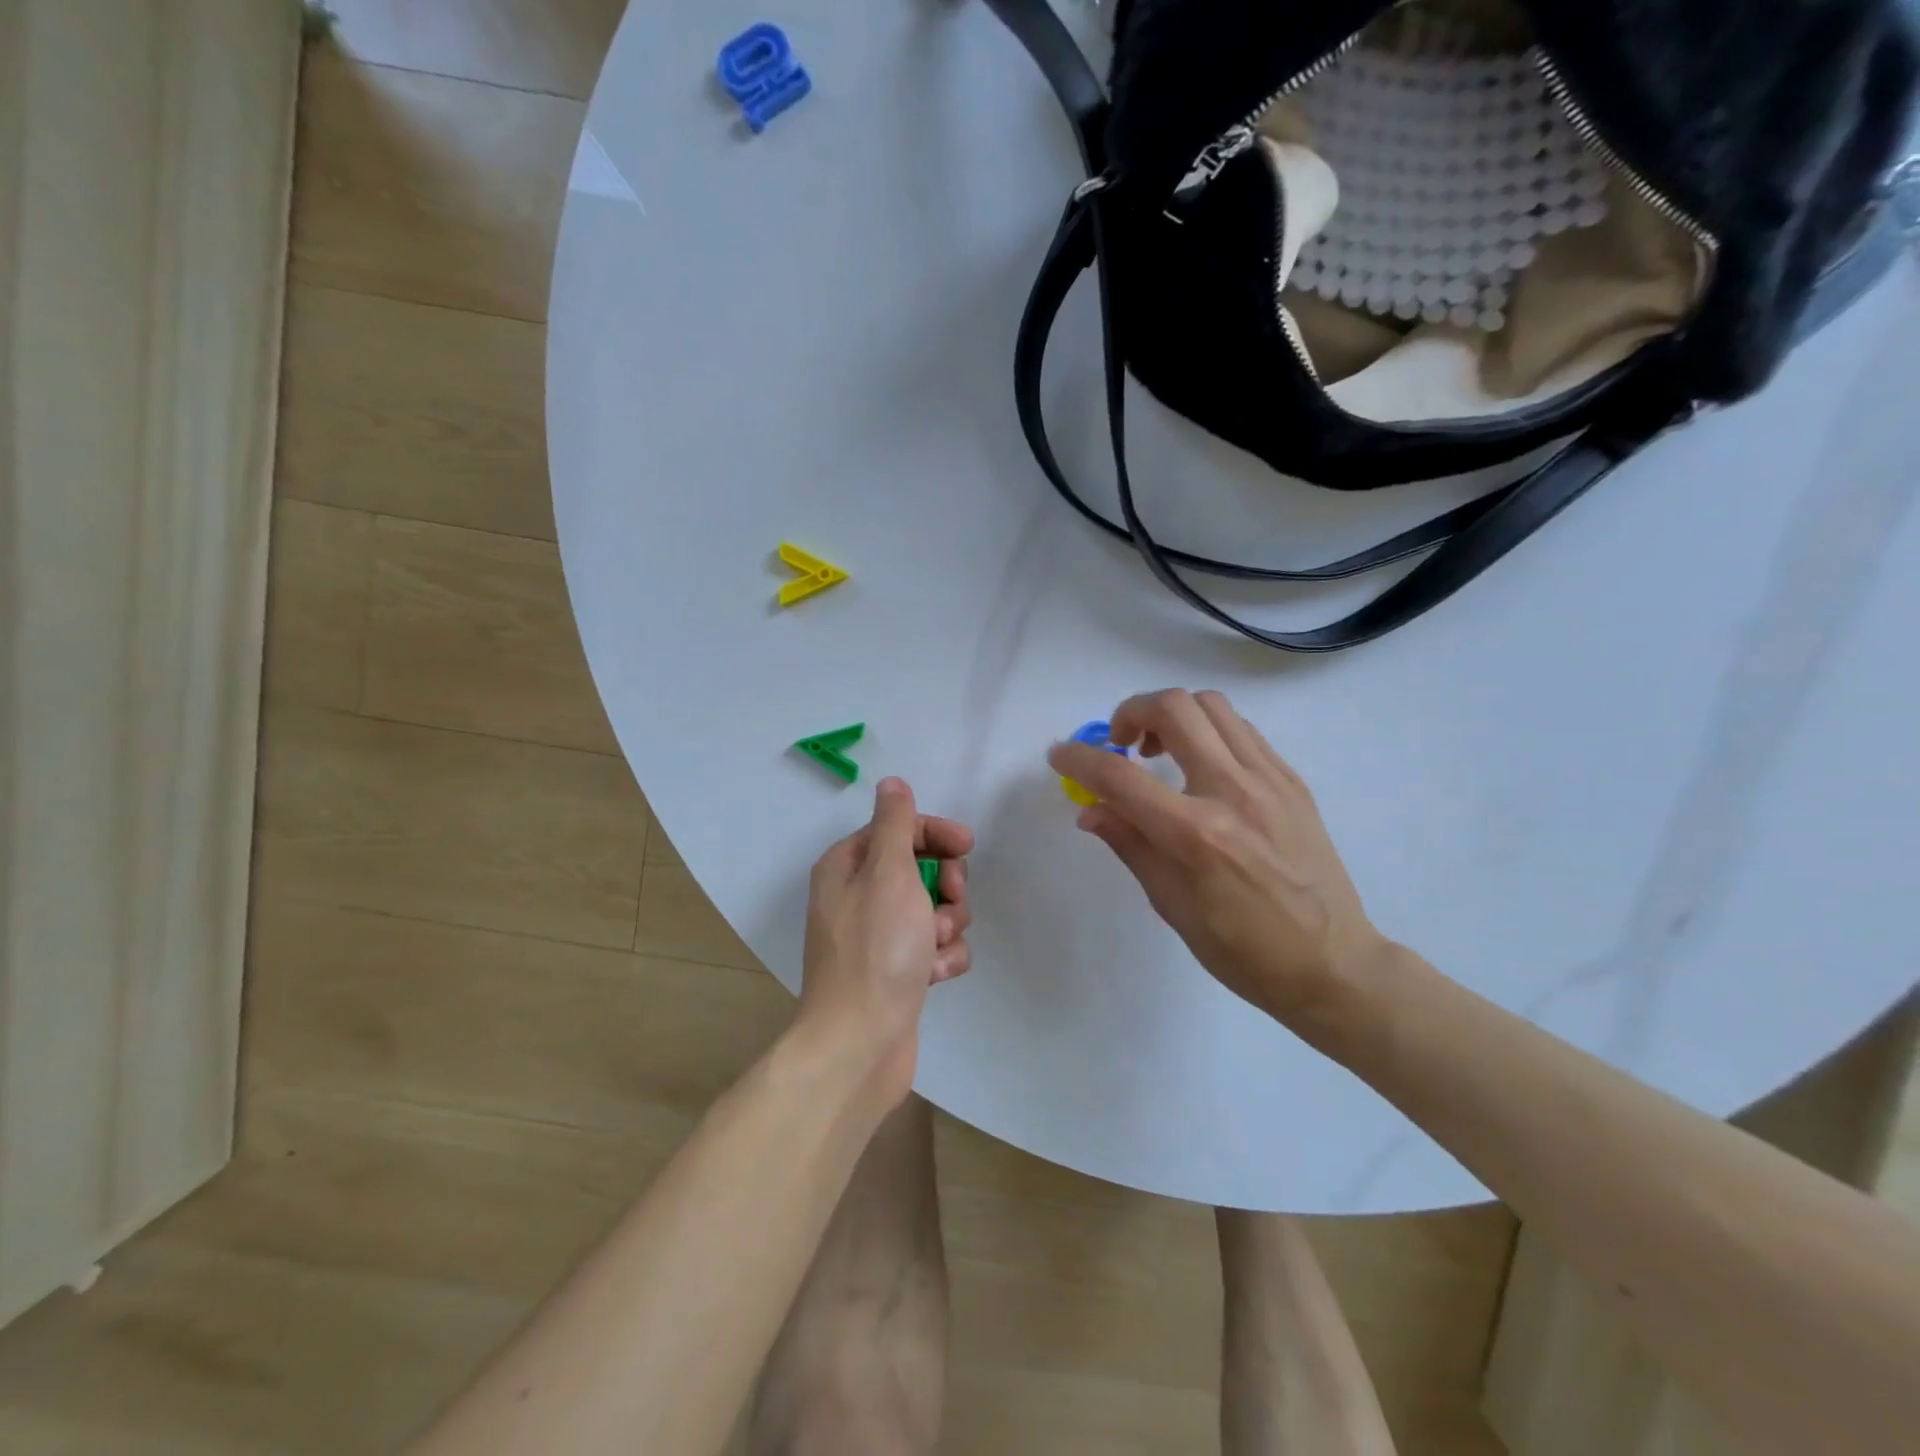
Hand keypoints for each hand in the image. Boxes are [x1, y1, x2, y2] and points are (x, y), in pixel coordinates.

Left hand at [798, 777, 973, 1110]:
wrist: (861, 1043)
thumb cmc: (876, 949)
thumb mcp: (888, 873)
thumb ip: (896, 824)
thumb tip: (892, 783)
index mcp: (848, 867)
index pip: (899, 829)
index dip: (935, 834)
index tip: (967, 847)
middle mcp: (858, 897)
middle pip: (920, 868)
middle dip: (945, 885)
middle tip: (948, 902)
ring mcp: (878, 936)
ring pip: (933, 909)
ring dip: (947, 924)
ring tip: (936, 947)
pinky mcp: (897, 971)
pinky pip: (933, 947)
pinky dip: (942, 957)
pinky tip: (936, 975)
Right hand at [1048, 689, 1385, 1026]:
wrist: (1333, 963)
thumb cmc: (1244, 950)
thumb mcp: (1172, 906)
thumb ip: (1130, 845)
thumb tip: (1090, 809)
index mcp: (1196, 835)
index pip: (1120, 777)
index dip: (1079, 759)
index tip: (1060, 755)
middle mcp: (1233, 792)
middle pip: (1173, 709)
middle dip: (1130, 713)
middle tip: (1120, 744)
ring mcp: (1270, 780)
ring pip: (1211, 706)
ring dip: (1172, 714)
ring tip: (1158, 748)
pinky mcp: (1292, 781)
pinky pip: (1241, 729)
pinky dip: (1207, 730)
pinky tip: (1200, 764)